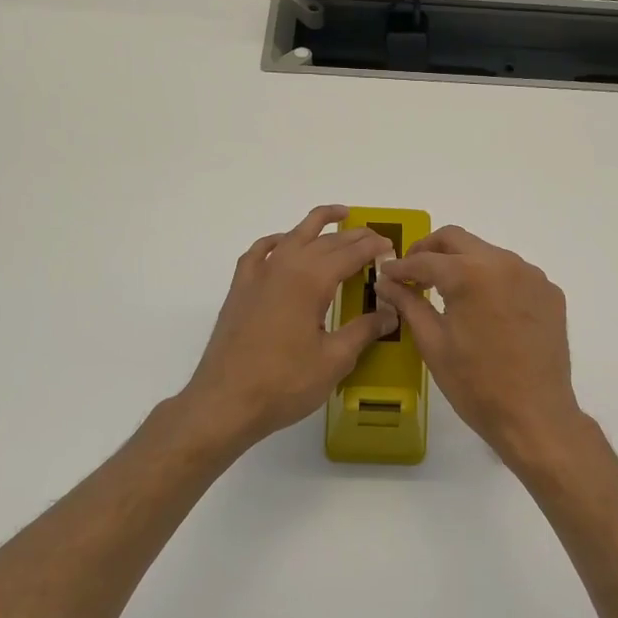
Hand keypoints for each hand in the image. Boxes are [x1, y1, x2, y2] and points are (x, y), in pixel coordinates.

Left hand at [179, 206, 398, 453]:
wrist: (225, 402)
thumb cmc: (284, 383)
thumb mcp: (334, 360)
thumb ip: (364, 330)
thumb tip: (390, 313)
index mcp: (310, 280)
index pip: (350, 253)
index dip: (373, 248)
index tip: (392, 248)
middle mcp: (284, 267)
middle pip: (325, 241)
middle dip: (353, 236)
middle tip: (376, 237)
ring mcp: (258, 276)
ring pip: (293, 236)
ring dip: (317, 224)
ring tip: (339, 216)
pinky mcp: (240, 290)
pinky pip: (260, 252)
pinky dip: (277, 241)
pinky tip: (285, 244)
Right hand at [375, 226, 586, 469]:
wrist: (535, 416)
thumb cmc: (476, 384)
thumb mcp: (433, 343)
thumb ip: (408, 304)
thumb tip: (387, 283)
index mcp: (471, 274)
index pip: (426, 259)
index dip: (401, 267)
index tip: (385, 274)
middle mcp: (505, 263)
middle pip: (458, 239)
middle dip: (430, 250)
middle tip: (412, 273)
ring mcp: (532, 276)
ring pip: (487, 253)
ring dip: (463, 263)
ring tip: (446, 291)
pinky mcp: (550, 293)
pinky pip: (513, 274)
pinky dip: (491, 280)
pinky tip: (483, 308)